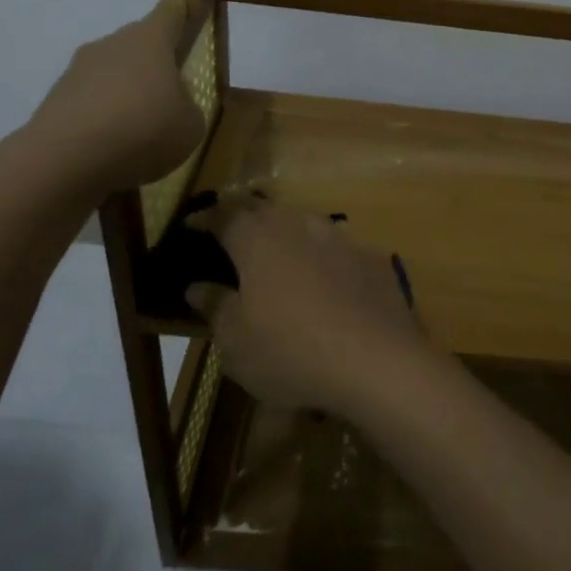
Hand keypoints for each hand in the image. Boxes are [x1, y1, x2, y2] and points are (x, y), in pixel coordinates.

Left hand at [20, 0, 206, 194]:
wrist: (65, 158)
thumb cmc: (144, 129)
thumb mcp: (190, 125)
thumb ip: (188, 107)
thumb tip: (174, 101)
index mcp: (151, 40)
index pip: (169, 11)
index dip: (179, 9)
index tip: (183, 7)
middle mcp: (112, 44)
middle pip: (138, 42)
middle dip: (153, 61)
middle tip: (169, 89)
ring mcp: (79, 70)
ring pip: (111, 72)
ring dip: (125, 90)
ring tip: (140, 127)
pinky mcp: (56, 98)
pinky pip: (90, 100)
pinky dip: (102, 116)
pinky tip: (113, 145)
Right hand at [197, 202, 440, 419]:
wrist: (377, 360)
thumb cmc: (291, 351)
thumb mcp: (236, 341)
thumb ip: (214, 306)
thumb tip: (196, 286)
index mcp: (258, 239)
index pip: (224, 214)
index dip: (205, 218)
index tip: (192, 224)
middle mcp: (299, 224)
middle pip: (265, 209)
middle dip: (244, 216)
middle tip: (230, 232)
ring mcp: (341, 237)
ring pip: (304, 223)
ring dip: (285, 232)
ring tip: (276, 253)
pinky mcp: (371, 257)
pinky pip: (337, 248)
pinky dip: (321, 257)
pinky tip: (324, 280)